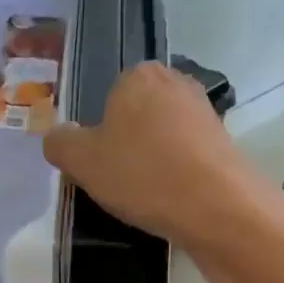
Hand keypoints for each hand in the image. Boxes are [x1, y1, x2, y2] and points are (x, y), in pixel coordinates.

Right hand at [42, 62, 267, 247]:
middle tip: (119, 182)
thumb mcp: (83, 162)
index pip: (108, 97)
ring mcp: (205, 112)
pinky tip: (172, 200)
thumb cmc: (142, 174)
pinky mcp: (225, 143)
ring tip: (145, 196)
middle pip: (137, 116)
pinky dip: (177, 175)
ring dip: (153, 162)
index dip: (99, 133)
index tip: (100, 165)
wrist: (218, 207)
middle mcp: (176, 82)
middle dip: (127, 145)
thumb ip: (61, 143)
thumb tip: (58, 136)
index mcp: (139, 75)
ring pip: (163, 138)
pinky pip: (187, 157)